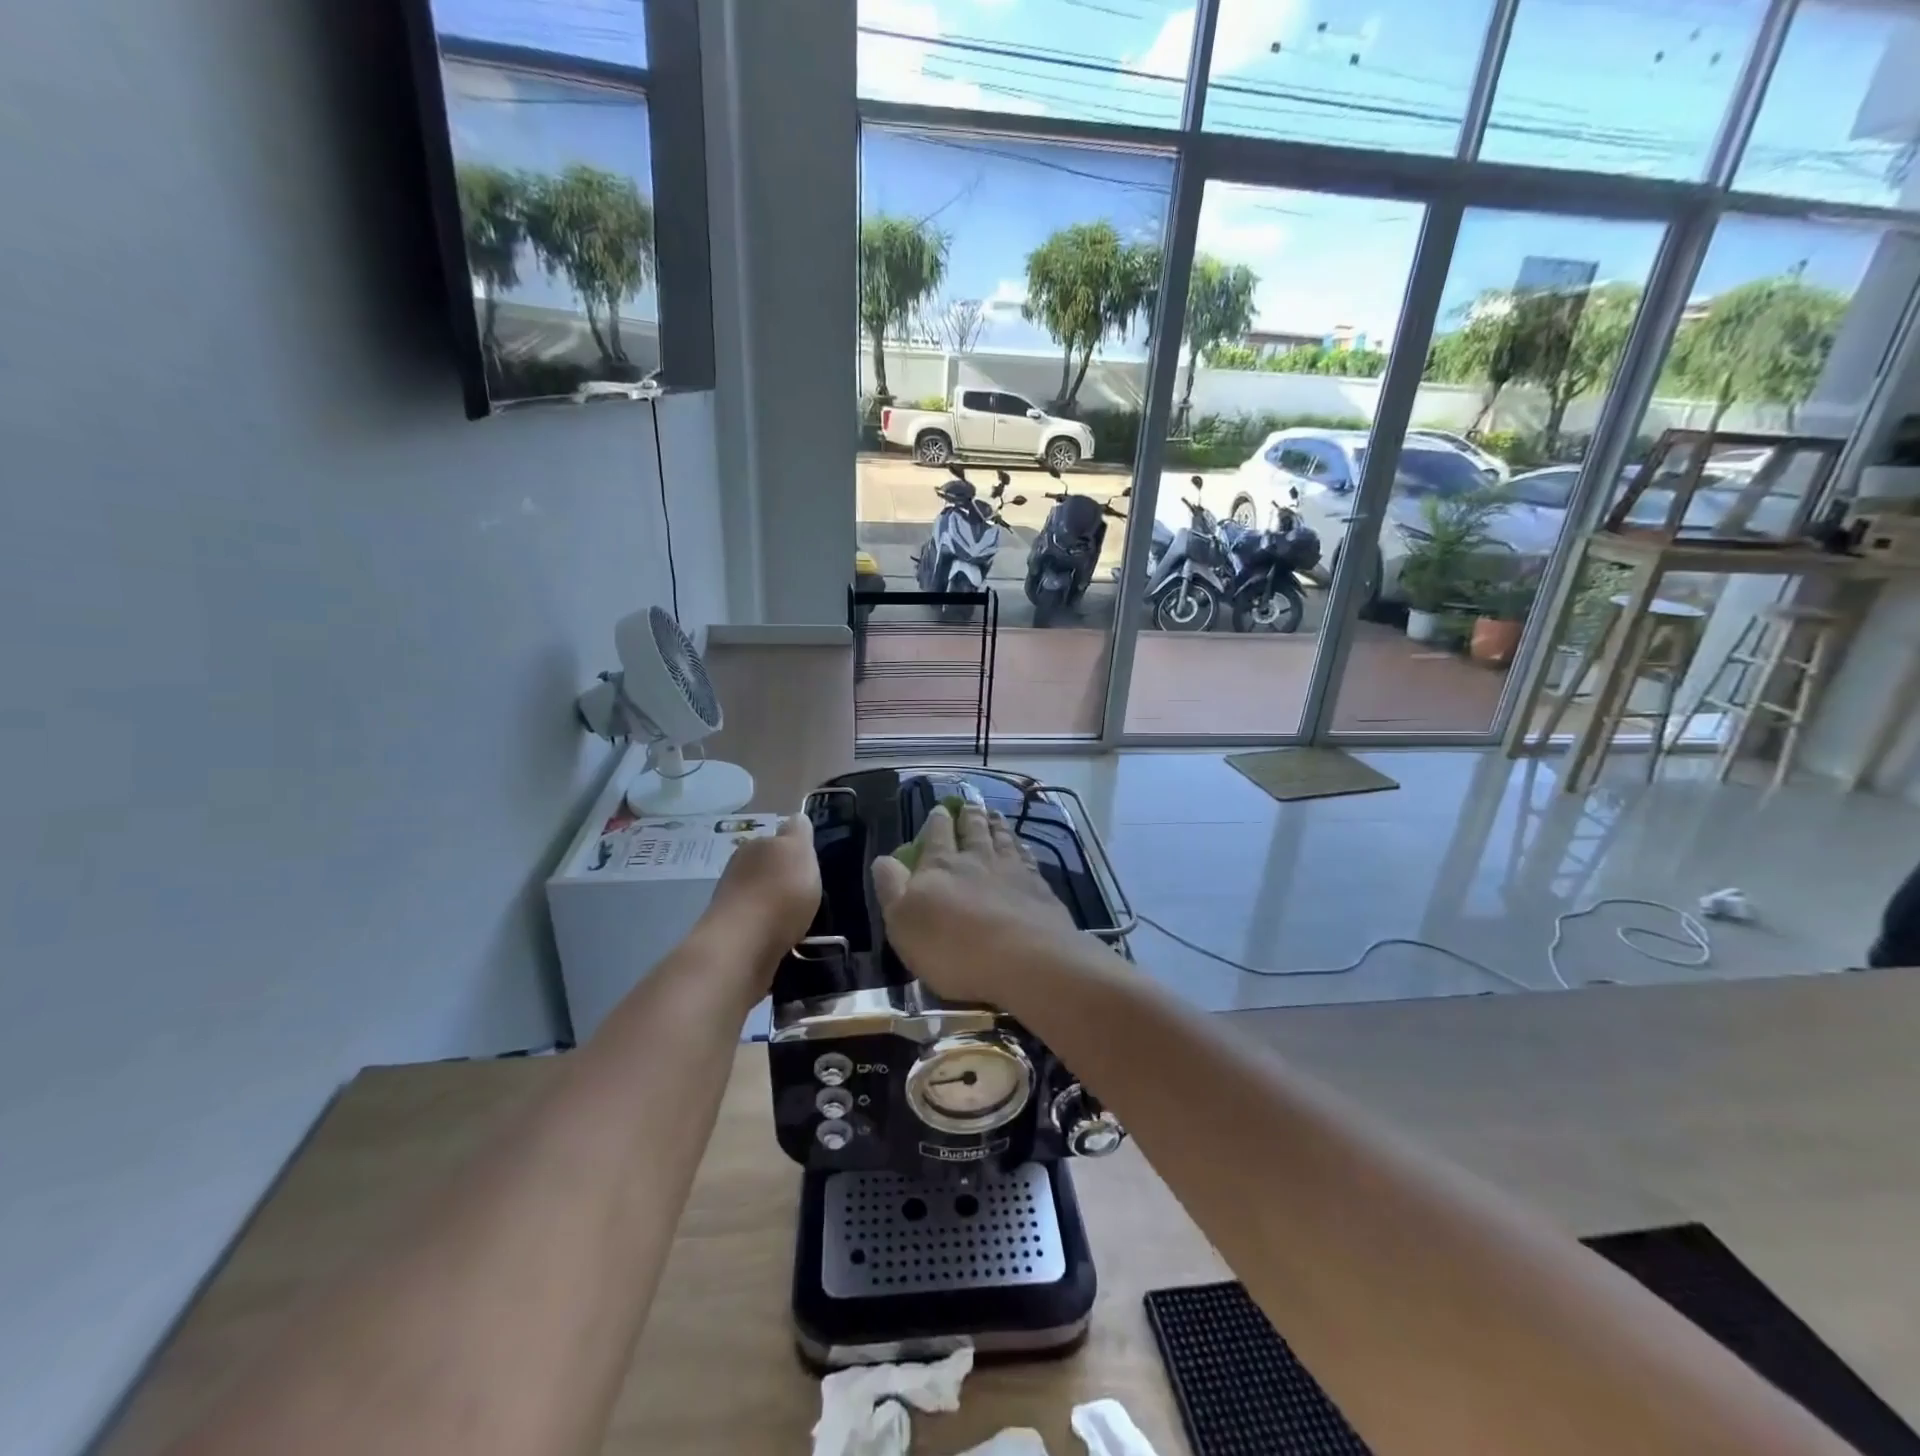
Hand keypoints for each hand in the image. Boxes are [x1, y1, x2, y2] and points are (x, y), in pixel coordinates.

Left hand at [707, 814, 820, 965]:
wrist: (743, 946)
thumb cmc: (779, 892)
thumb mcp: (799, 851)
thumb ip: (799, 832)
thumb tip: (795, 819)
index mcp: (755, 846)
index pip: (777, 839)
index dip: (795, 849)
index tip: (811, 864)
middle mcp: (738, 870)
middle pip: (767, 868)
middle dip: (784, 878)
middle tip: (810, 893)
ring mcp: (732, 904)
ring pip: (762, 897)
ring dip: (777, 905)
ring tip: (801, 919)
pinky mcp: (733, 936)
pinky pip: (760, 925)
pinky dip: (772, 929)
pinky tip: (787, 938)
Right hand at [872, 802, 1078, 1004]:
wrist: (1026, 960)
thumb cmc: (954, 948)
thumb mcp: (904, 923)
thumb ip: (892, 888)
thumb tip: (883, 859)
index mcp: (940, 866)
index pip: (936, 835)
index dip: (937, 821)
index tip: (940, 809)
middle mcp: (977, 859)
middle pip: (973, 830)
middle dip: (969, 816)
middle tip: (970, 804)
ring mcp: (1012, 870)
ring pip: (1002, 839)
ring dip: (996, 825)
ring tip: (994, 814)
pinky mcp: (1039, 887)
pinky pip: (1027, 858)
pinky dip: (1022, 847)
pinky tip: (1023, 846)